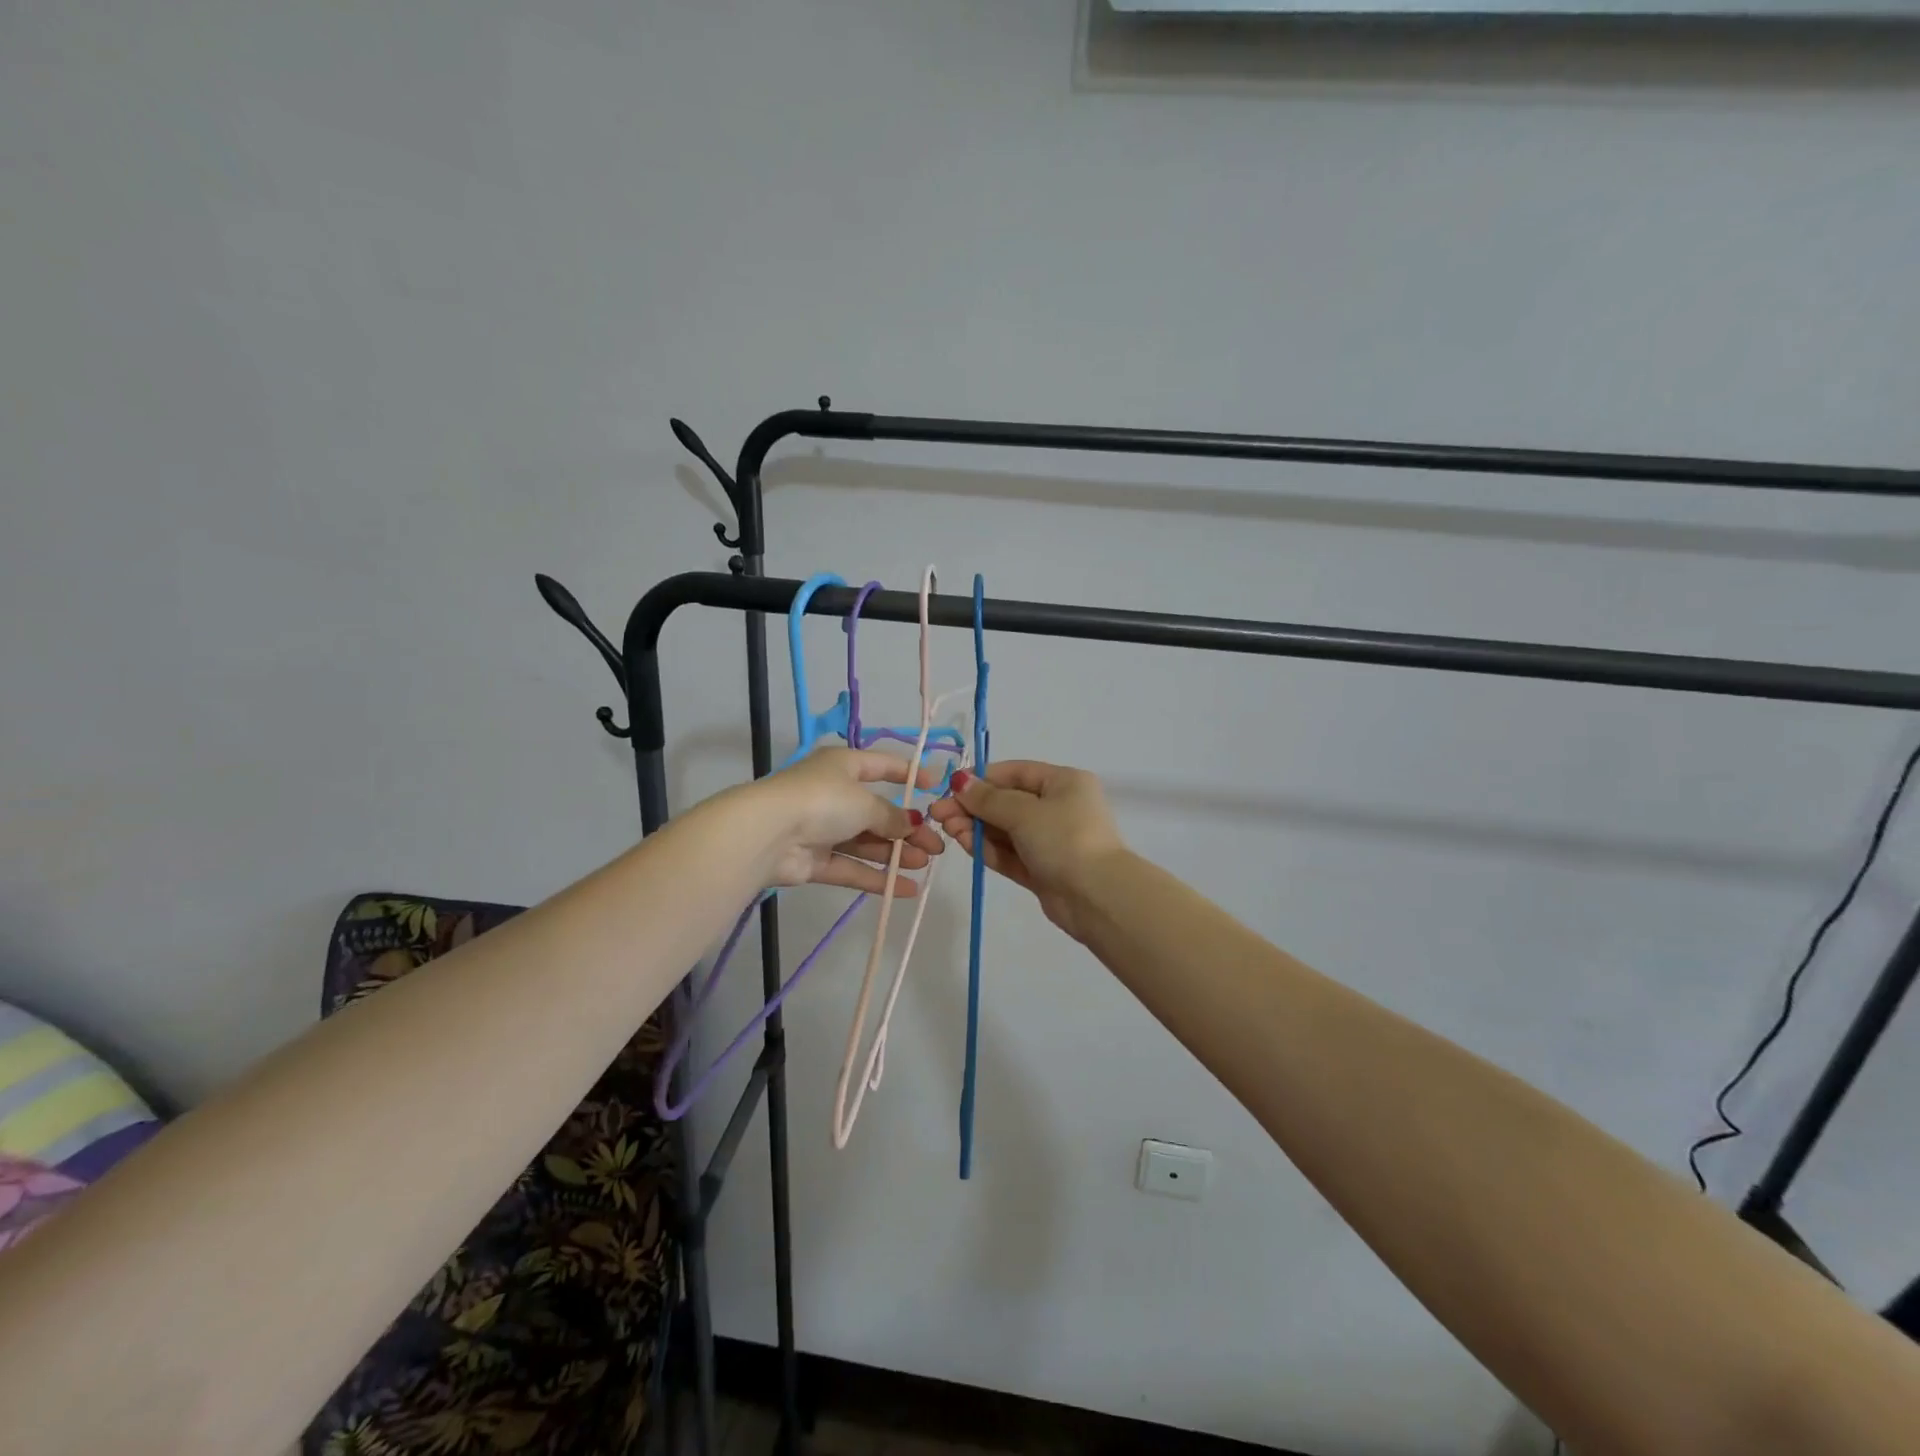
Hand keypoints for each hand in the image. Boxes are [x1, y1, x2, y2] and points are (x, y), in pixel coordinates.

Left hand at [740, 747, 945, 895]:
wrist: (768, 834)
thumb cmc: (822, 801)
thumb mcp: (865, 802)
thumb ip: (891, 816)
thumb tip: (911, 824)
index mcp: (843, 766)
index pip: (882, 765)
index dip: (910, 774)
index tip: (936, 787)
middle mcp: (833, 794)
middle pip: (877, 812)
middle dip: (907, 829)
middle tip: (936, 846)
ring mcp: (822, 829)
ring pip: (866, 842)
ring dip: (896, 853)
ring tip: (925, 865)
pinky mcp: (814, 860)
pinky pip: (852, 867)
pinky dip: (877, 876)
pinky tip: (907, 888)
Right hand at [928, 761, 1126, 940]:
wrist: (1097, 897)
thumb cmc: (1064, 839)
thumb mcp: (1024, 812)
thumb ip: (988, 798)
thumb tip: (960, 782)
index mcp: (1064, 782)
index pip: (1015, 773)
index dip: (981, 779)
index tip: (949, 788)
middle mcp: (1059, 807)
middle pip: (1007, 802)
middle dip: (973, 807)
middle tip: (939, 815)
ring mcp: (1051, 841)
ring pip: (1006, 830)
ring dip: (977, 828)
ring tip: (949, 831)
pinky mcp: (1042, 870)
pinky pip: (1010, 854)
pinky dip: (988, 849)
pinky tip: (965, 844)